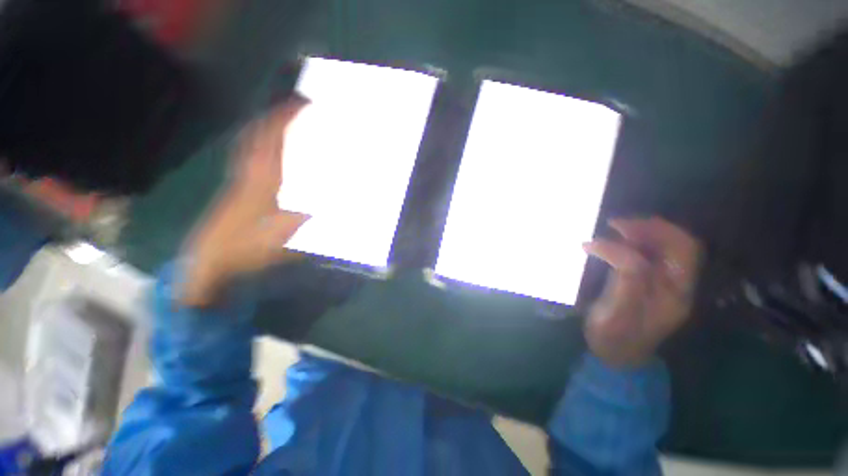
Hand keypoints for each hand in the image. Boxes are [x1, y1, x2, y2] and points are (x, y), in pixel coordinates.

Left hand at [180, 96, 310, 306]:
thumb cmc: (249, 245)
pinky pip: (248, 159)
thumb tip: (336, 209)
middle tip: (292, 109)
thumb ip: (312, 219)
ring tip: (282, 123)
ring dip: (265, 130)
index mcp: (263, 179)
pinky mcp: (237, 189)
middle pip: (258, 136)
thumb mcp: (288, 235)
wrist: (212, 258)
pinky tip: (267, 152)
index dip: (283, 120)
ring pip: (251, 146)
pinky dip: (257, 148)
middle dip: (274, 119)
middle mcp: (250, 172)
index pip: (272, 141)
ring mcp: (240, 179)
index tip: (299, 104)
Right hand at [583, 217, 701, 367]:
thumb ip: (626, 277)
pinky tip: (612, 242)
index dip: (657, 232)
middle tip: (615, 224)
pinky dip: (630, 243)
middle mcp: (676, 284)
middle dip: (650, 228)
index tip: (619, 228)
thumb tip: (615, 245)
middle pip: (678, 245)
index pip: (682, 250)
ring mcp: (661, 283)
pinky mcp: (646, 283)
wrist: (613, 355)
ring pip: (663, 247)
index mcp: (676, 292)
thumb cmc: (614, 336)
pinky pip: (646, 255)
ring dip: (640, 233)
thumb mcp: (619, 309)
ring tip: (612, 229)